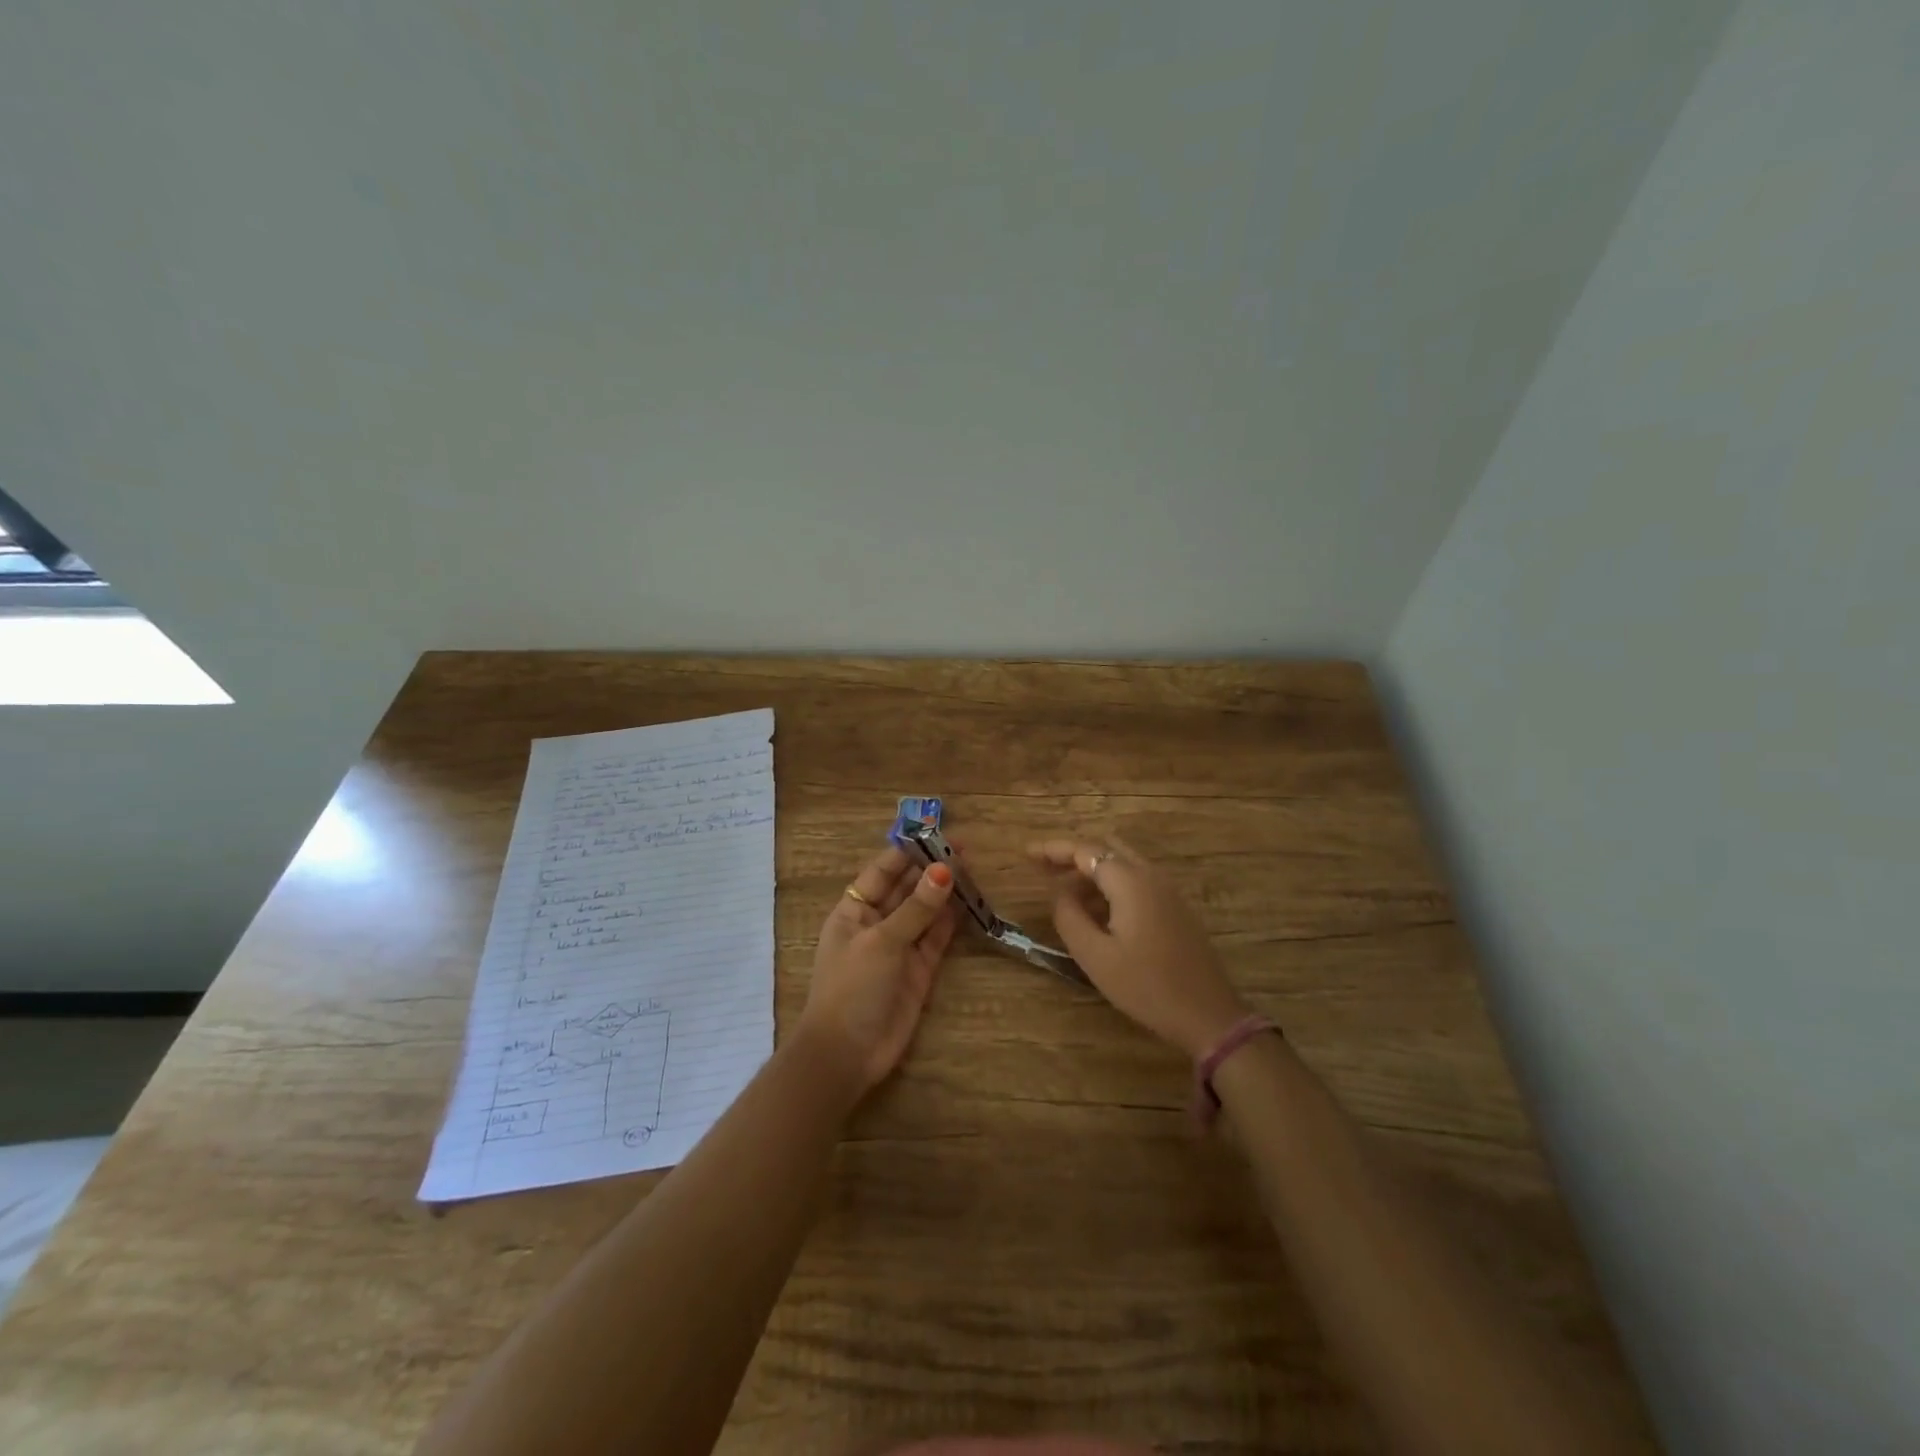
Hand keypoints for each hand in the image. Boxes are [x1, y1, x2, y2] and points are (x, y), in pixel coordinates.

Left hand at [798, 844, 958, 1094]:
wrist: (847, 1054)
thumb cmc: (852, 987)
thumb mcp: (882, 941)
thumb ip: (916, 908)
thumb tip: (944, 871)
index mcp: (854, 910)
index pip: (882, 871)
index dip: (908, 852)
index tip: (937, 835)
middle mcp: (876, 923)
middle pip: (907, 888)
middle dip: (932, 869)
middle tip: (966, 848)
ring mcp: (899, 947)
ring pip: (925, 911)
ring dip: (945, 892)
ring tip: (973, 868)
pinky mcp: (919, 970)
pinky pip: (937, 937)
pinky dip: (952, 920)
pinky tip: (970, 901)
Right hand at [1029, 835, 1250, 1058]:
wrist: (1208, 1015)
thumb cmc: (1146, 986)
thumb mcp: (1095, 956)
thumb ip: (1069, 916)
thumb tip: (1058, 891)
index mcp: (1130, 882)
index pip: (1085, 850)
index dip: (1053, 849)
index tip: (1026, 853)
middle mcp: (1151, 876)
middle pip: (1106, 848)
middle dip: (1072, 855)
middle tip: (1042, 869)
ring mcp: (1168, 891)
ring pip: (1123, 863)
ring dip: (1092, 870)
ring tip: (1063, 893)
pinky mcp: (1176, 908)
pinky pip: (1137, 880)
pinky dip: (1111, 884)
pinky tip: (1096, 910)